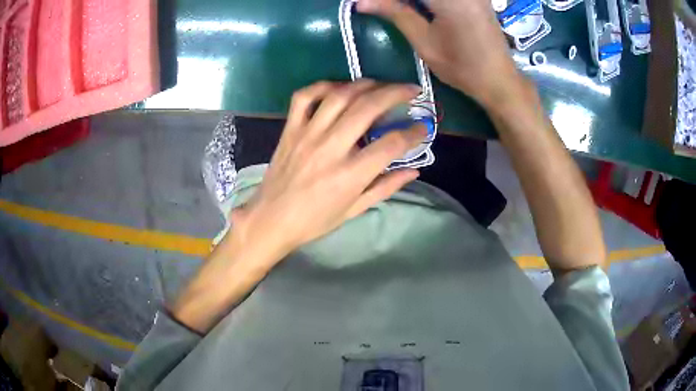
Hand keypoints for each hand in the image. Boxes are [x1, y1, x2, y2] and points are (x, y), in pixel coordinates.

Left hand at [229, 80, 426, 265]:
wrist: (271, 219)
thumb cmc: (314, 220)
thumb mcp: (354, 210)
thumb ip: (386, 186)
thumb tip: (414, 170)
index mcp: (349, 175)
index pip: (391, 144)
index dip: (413, 133)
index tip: (423, 127)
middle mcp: (330, 148)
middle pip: (368, 108)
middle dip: (396, 93)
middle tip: (411, 91)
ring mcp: (307, 135)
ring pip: (339, 96)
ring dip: (365, 84)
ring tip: (380, 85)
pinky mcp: (290, 129)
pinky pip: (304, 97)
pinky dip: (323, 86)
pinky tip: (338, 88)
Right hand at [357, 0, 525, 108]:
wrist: (499, 79)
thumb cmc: (462, 67)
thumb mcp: (424, 42)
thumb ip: (395, 13)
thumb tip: (360, 2)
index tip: (369, 4)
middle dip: (401, 1)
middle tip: (384, 8)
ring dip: (413, 2)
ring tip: (400, 10)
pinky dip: (425, 2)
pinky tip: (420, 9)